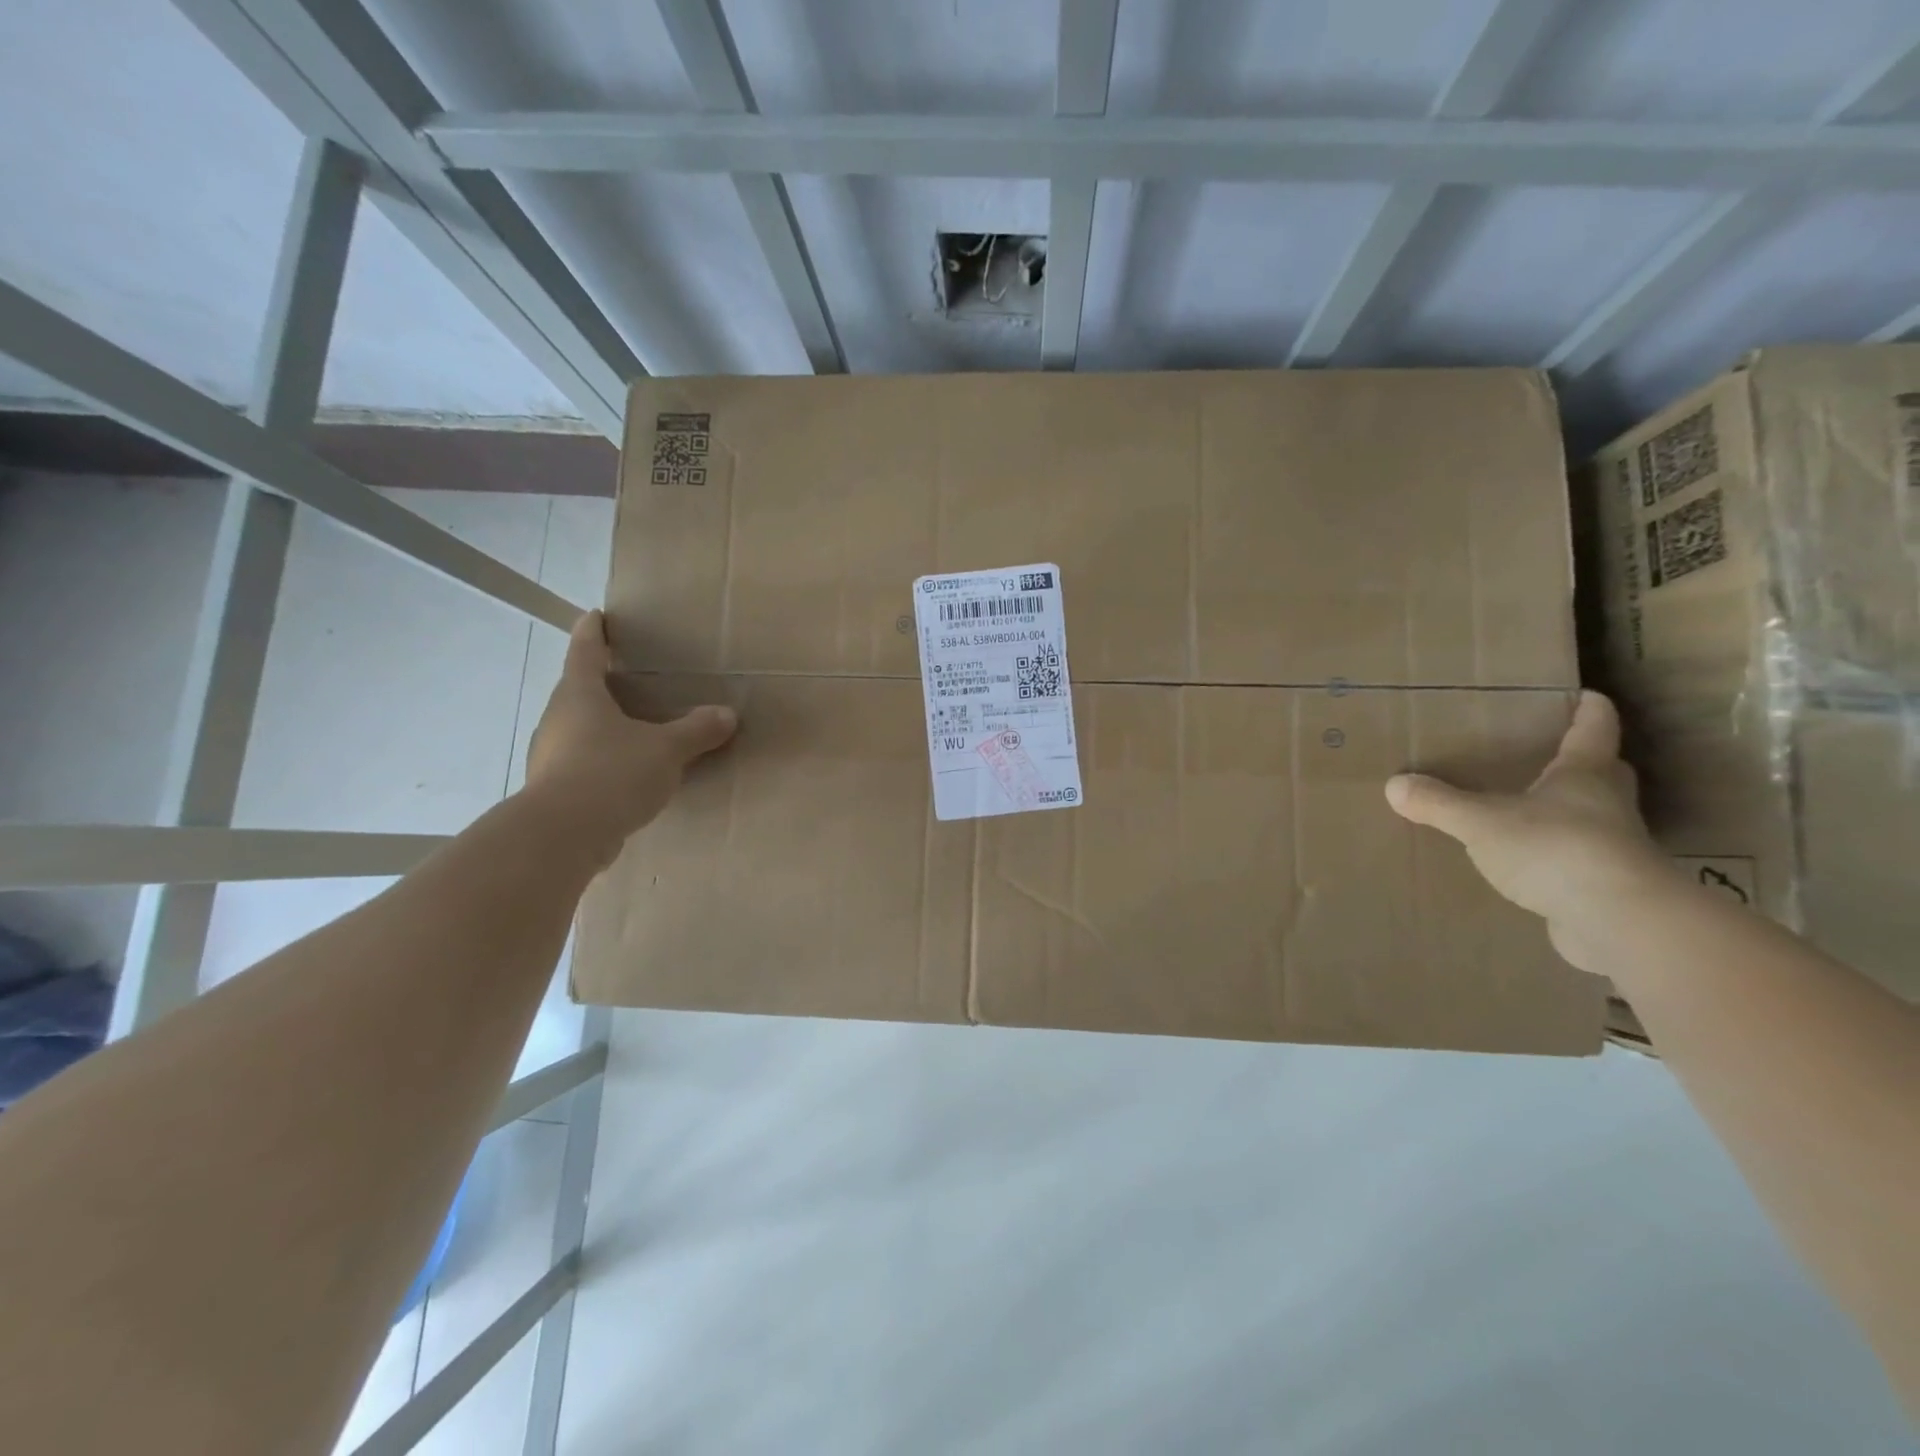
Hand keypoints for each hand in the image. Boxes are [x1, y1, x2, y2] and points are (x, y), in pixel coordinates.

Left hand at [525, 610, 736, 859]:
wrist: (563, 835)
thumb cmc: (612, 772)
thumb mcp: (666, 749)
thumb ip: (696, 730)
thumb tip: (727, 714)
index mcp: (579, 695)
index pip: (584, 650)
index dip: (593, 632)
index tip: (596, 616)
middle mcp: (558, 719)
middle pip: (577, 691)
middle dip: (600, 683)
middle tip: (627, 679)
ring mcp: (550, 756)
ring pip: (577, 730)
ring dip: (601, 727)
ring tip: (633, 731)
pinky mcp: (554, 790)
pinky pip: (581, 764)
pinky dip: (602, 762)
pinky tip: (625, 777)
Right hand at [1384, 691, 1674, 967]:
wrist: (1620, 922)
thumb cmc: (1554, 849)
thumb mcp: (1481, 822)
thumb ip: (1438, 803)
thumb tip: (1394, 784)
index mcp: (1583, 775)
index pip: (1594, 729)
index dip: (1590, 709)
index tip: (1586, 694)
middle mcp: (1606, 805)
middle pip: (1604, 772)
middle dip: (1584, 761)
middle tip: (1551, 754)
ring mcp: (1614, 848)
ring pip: (1596, 817)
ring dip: (1572, 811)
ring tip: (1529, 811)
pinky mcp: (1609, 887)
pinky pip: (1581, 860)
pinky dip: (1561, 856)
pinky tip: (1531, 865)